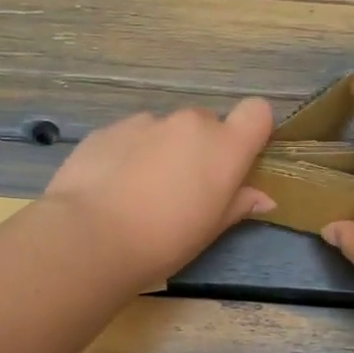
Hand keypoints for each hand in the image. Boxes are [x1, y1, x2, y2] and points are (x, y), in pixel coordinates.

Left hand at [40, 98, 276, 289]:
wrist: (91, 237)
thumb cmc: (164, 240)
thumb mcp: (209, 230)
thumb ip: (238, 204)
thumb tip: (263, 197)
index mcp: (224, 146)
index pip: (257, 112)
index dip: (251, 131)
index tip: (238, 160)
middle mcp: (189, 123)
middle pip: (207, 123)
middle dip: (200, 148)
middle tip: (183, 188)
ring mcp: (145, 121)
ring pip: (166, 130)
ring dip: (162, 150)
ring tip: (140, 191)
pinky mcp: (108, 129)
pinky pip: (131, 137)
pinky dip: (129, 154)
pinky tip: (112, 188)